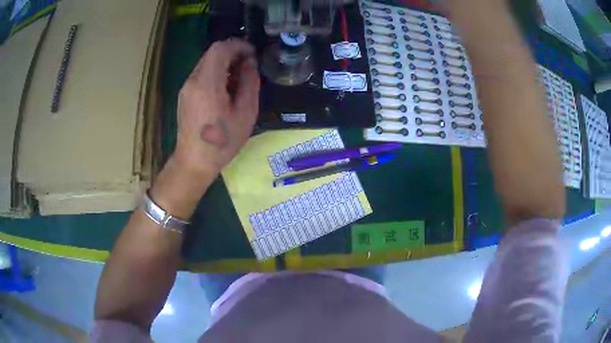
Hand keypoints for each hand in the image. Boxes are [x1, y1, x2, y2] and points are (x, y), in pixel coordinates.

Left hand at [173, 38, 259, 177]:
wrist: (194, 162)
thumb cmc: (222, 142)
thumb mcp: (245, 113)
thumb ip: (250, 82)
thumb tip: (249, 63)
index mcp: (207, 83)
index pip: (220, 48)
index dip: (239, 45)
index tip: (252, 54)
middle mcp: (193, 80)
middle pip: (212, 53)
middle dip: (233, 53)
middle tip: (248, 66)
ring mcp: (186, 87)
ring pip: (206, 62)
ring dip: (224, 63)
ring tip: (239, 79)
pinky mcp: (185, 95)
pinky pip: (201, 74)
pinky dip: (216, 73)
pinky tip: (225, 89)